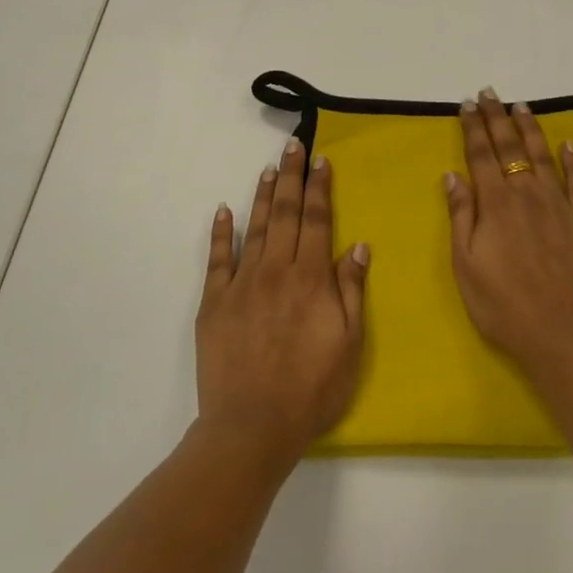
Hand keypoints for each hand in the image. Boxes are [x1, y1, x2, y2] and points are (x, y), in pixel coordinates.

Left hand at [196, 137, 369, 463]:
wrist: (252, 427)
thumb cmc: (311, 389)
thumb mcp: (349, 343)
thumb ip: (351, 291)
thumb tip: (358, 246)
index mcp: (310, 278)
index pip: (317, 220)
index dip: (320, 188)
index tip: (321, 160)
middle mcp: (276, 270)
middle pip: (285, 213)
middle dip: (291, 177)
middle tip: (292, 146)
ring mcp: (241, 284)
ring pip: (254, 228)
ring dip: (262, 195)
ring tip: (268, 168)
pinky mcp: (214, 303)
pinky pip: (217, 260)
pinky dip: (220, 233)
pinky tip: (223, 210)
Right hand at [444, 89, 572, 379]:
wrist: (565, 335)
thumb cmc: (504, 306)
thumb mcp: (466, 266)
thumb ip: (461, 216)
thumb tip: (453, 175)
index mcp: (496, 204)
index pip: (481, 155)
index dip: (473, 127)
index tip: (468, 104)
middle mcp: (528, 194)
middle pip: (511, 147)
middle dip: (497, 118)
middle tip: (490, 93)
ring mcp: (560, 205)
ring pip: (544, 156)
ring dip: (531, 129)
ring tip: (522, 107)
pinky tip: (569, 145)